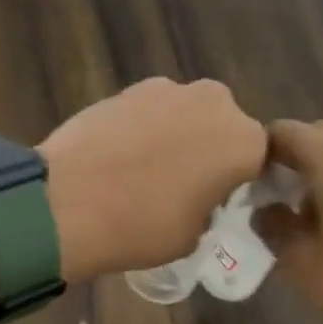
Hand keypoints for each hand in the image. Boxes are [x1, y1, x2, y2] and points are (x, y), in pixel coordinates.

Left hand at [39, 78, 266, 279]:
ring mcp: (166, 89)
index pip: (256, 158)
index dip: (236, 179)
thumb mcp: (193, 235)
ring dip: (172, 132)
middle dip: (205, 146)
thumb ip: (208, 205)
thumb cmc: (141, 227)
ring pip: (182, 112)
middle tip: (179, 180)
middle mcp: (213, 103)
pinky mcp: (125, 88)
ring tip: (142, 167)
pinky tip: (117, 153)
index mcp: (244, 142)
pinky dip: (139, 126)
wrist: (66, 201)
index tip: (217, 198)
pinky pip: (146, 109)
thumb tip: (195, 194)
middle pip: (219, 125)